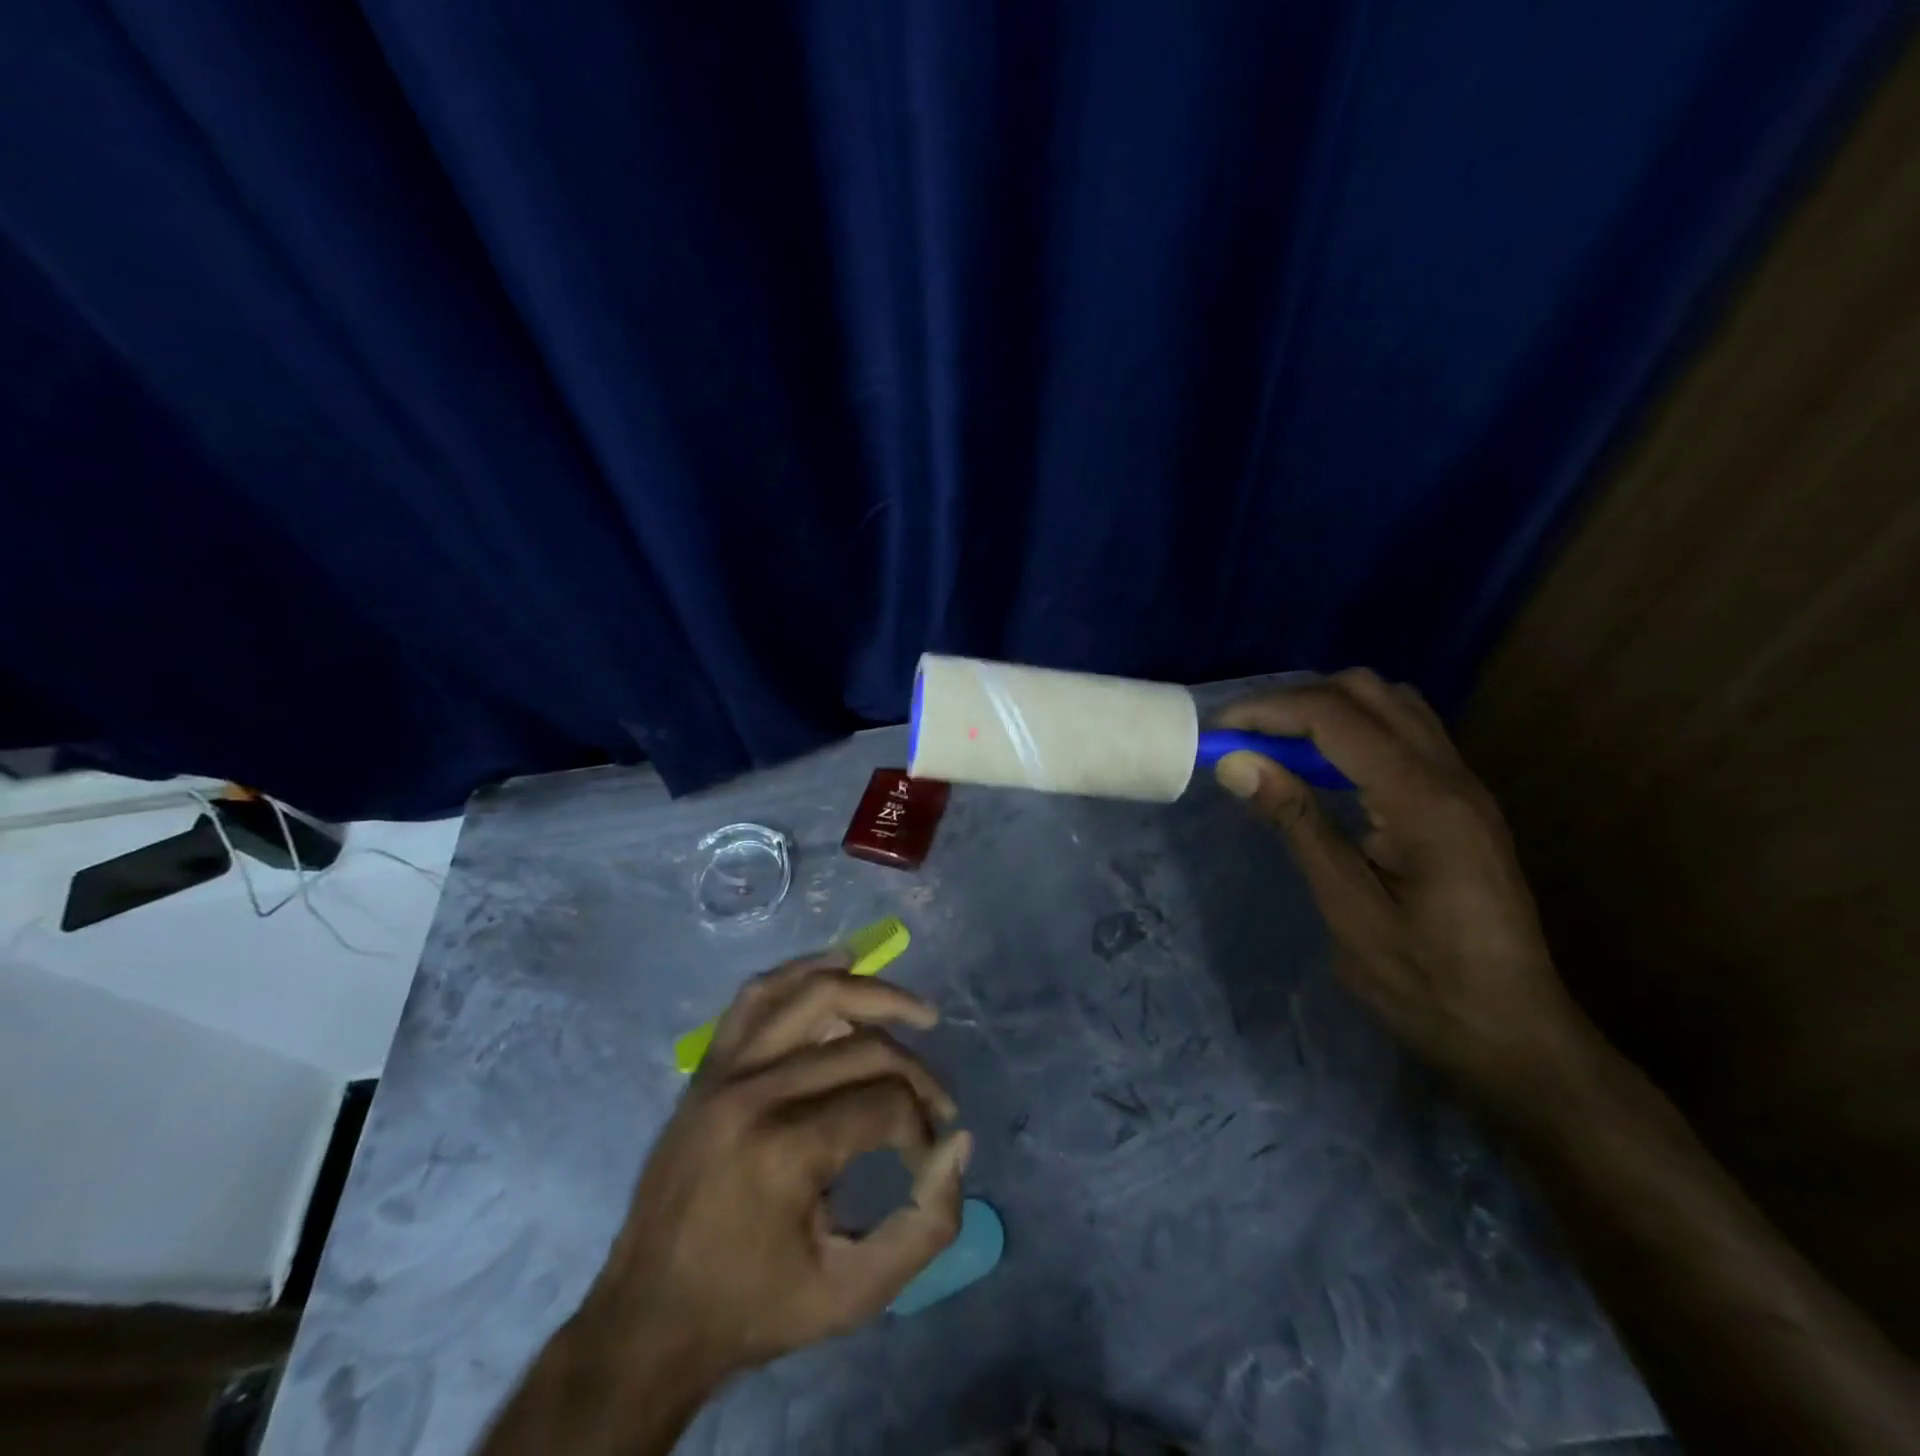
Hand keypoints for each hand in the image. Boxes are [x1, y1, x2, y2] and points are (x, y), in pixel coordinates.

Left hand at [583, 953, 970, 1386]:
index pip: (885, 1103)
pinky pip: (759, 994)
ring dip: (874, 993)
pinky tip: (841, 965)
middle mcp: (753, 1092)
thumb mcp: (853, 1294)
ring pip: (813, 994)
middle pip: (862, 1047)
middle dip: (915, 1072)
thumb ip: (925, 1227)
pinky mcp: (708, 1065)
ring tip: (917, 1012)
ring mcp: (724, 1069)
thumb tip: (960, 1143)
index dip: (922, 1126)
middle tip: (938, 1103)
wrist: (646, 1320)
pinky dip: (804, 970)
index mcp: (784, 1151)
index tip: (926, 1163)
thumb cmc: (753, 1310)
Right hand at [1213, 670, 1599, 1108]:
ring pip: (1390, 704)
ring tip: (1278, 748)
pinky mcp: (1463, 802)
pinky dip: (1354, 731)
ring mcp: (1464, 785)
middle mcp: (1451, 775)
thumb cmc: (1424, 981)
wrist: (1514, 1034)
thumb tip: (1237, 763)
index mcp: (1422, 799)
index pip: (1335, 716)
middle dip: (1295, 700)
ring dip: (1327, 710)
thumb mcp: (1347, 907)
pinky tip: (1323, 771)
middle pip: (1368, 691)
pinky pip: (1405, 733)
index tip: (1217, 733)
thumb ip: (1296, 823)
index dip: (1268, 711)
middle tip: (1245, 738)